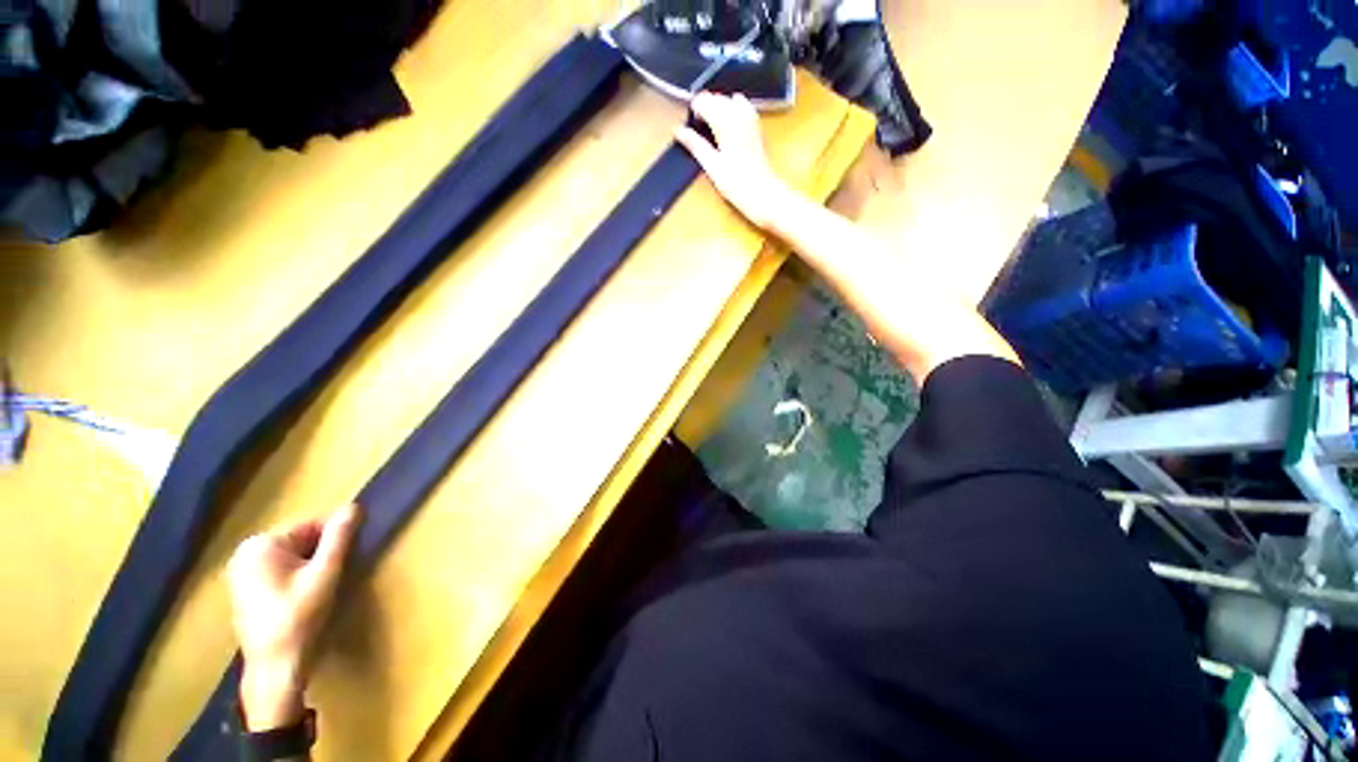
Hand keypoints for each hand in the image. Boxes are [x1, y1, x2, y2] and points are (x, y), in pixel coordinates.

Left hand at [228, 504, 359, 729]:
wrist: (275, 669)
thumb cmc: (298, 618)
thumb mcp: (325, 574)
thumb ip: (339, 538)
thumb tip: (355, 506)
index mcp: (260, 544)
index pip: (312, 525)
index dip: (336, 539)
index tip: (349, 558)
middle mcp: (245, 553)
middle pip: (301, 540)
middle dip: (322, 553)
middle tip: (335, 577)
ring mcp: (241, 573)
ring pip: (292, 556)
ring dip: (311, 566)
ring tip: (321, 589)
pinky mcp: (245, 590)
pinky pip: (280, 571)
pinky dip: (297, 578)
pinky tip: (304, 599)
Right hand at [674, 91, 795, 228]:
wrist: (762, 192)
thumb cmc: (735, 183)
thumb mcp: (712, 166)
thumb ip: (695, 145)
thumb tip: (678, 131)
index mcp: (726, 122)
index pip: (704, 101)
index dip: (694, 110)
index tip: (689, 125)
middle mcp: (739, 114)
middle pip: (717, 98)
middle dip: (706, 108)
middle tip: (698, 129)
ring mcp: (750, 118)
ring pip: (729, 99)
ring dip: (718, 107)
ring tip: (712, 127)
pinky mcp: (756, 125)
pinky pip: (742, 106)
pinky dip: (732, 109)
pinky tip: (728, 125)